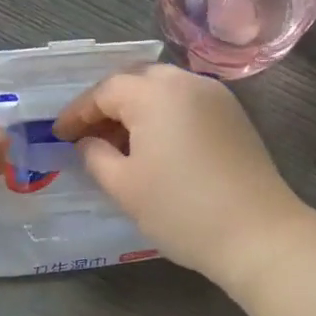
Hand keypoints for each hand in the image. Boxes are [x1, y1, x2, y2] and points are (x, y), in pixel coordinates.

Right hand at [53, 64, 305, 283]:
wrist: (257, 234)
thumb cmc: (180, 210)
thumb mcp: (124, 186)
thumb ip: (96, 156)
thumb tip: (88, 142)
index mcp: (155, 93)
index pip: (105, 91)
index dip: (77, 113)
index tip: (58, 135)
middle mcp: (187, 82)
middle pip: (136, 81)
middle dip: (107, 105)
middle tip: (87, 135)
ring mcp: (216, 98)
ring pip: (164, 90)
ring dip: (136, 111)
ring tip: (117, 145)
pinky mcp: (234, 118)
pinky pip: (186, 105)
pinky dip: (163, 117)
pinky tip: (153, 148)